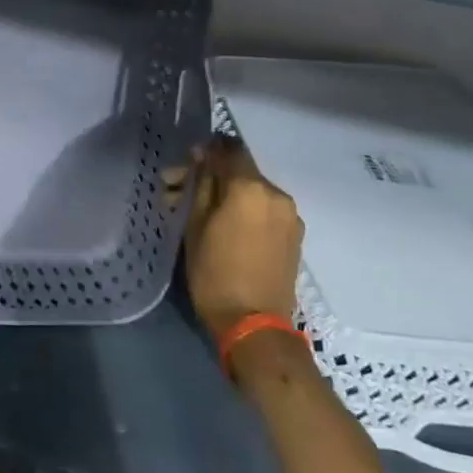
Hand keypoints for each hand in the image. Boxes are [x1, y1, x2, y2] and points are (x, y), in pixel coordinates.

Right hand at [170, 136, 303, 341]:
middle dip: (210, 176)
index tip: (185, 165)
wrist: (253, 322)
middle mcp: (277, 194)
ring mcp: (289, 216)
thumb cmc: (214, 272)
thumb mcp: (195, 224)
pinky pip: (264, 210)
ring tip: (200, 215)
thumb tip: (203, 158)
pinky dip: (243, 210)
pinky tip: (224, 228)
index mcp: (250, 188)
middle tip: (179, 193)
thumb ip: (201, 185)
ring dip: (226, 195)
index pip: (229, 149)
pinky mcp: (293, 236)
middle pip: (240, 171)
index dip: (206, 151)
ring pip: (252, 191)